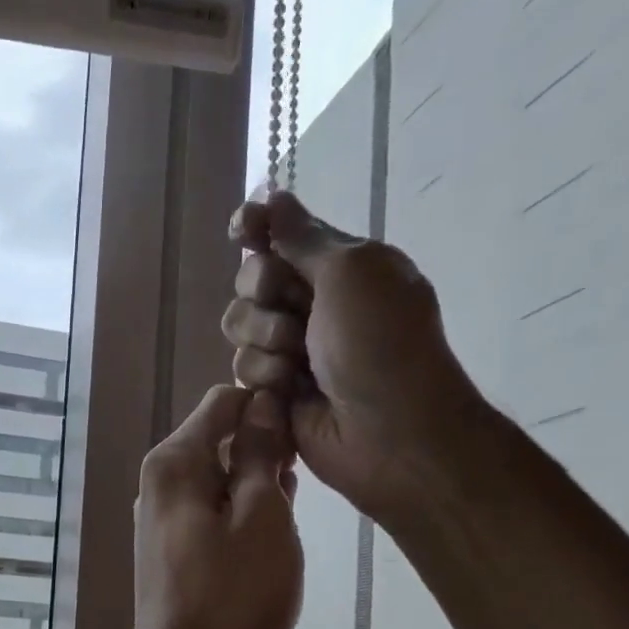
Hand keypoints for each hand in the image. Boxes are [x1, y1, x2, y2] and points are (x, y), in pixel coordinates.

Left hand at [120, 385, 302, 628]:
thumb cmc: (233, 596)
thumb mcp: (262, 516)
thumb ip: (260, 454)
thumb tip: (262, 404)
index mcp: (173, 464)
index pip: (224, 402)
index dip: (267, 405)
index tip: (305, 430)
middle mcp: (158, 485)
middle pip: (220, 442)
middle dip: (264, 451)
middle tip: (304, 484)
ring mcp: (162, 523)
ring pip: (219, 483)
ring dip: (257, 489)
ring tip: (290, 519)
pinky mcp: (172, 555)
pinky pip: (212, 517)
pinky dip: (241, 519)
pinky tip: (270, 542)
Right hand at [221, 190, 490, 526]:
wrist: (387, 432)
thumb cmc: (380, 344)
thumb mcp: (350, 272)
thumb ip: (302, 236)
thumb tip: (273, 196)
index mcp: (340, 266)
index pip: (283, 234)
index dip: (257, 229)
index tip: (242, 229)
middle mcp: (313, 304)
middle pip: (251, 280)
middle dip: (263, 293)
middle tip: (294, 314)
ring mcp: (292, 350)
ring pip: (240, 328)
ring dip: (265, 341)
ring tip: (297, 364)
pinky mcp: (275, 392)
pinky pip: (243, 371)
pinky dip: (265, 379)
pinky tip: (288, 394)